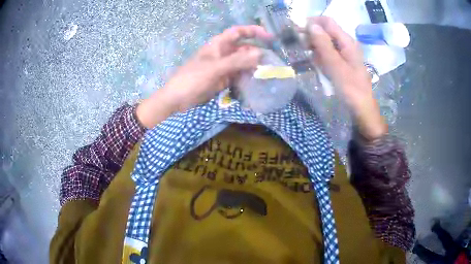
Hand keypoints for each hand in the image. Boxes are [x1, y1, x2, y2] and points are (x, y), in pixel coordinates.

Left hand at [163, 25, 270, 111]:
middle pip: (243, 48)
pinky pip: (238, 75)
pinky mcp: (223, 79)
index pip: (238, 32)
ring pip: (242, 63)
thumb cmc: (193, 79)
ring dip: (253, 66)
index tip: (269, 37)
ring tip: (267, 72)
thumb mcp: (215, 68)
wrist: (178, 99)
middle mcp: (222, 53)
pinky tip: (256, 82)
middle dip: (256, 52)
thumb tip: (260, 54)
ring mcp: (223, 67)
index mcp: (218, 44)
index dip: (253, 31)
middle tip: (272, 60)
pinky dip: (247, 77)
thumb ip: (237, 61)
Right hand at [306, 17, 387, 140]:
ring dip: (312, 44)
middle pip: (325, 30)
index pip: (327, 22)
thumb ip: (324, 45)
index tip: (296, 31)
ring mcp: (343, 54)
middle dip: (310, 33)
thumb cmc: (351, 90)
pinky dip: (317, 54)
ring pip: (324, 41)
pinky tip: (310, 61)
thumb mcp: (336, 67)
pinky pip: (326, 52)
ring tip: (300, 52)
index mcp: (347, 42)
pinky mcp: (340, 63)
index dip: (312, 22)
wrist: (362, 110)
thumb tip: (310, 25)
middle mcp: (345, 44)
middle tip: (296, 43)